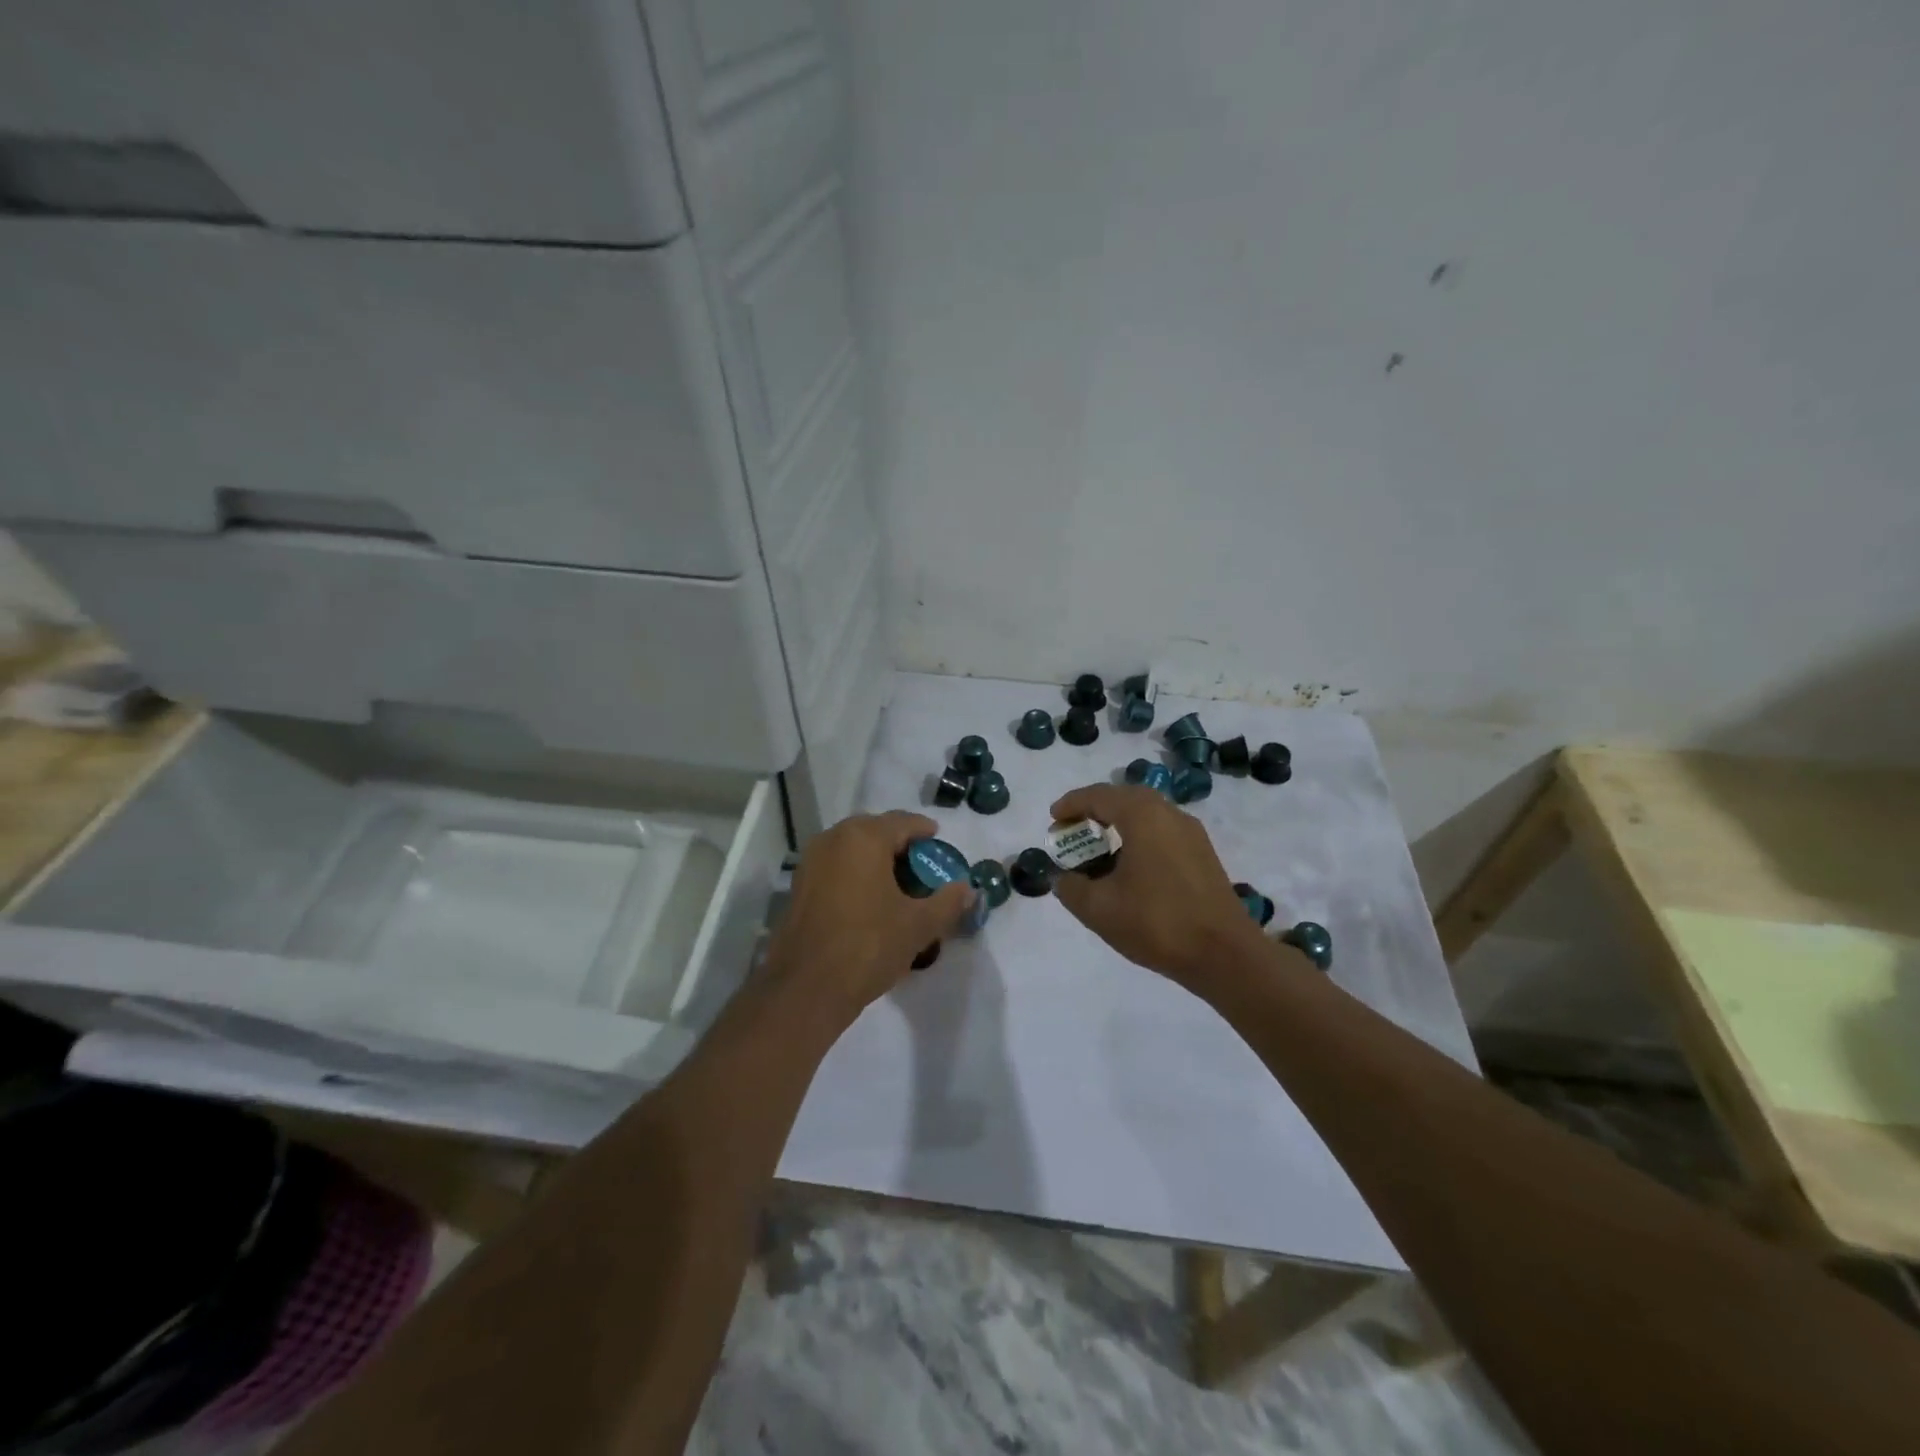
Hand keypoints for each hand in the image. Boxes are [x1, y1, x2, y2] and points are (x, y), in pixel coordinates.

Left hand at [765, 811, 974, 1025]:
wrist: (806, 988)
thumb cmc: (868, 945)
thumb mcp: (919, 925)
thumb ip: (948, 902)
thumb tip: (968, 889)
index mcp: (864, 837)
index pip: (902, 822)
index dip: (924, 831)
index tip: (939, 843)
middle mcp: (834, 839)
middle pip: (875, 831)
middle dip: (900, 845)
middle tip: (922, 866)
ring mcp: (811, 861)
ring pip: (853, 849)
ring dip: (876, 860)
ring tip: (899, 885)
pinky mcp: (799, 886)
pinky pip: (836, 867)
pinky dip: (856, 873)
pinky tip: (871, 900)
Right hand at [1047, 784, 1269, 991]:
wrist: (1225, 954)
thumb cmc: (1156, 923)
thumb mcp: (1099, 909)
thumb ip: (1070, 888)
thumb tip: (1063, 877)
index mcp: (1143, 816)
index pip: (1099, 796)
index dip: (1071, 804)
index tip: (1053, 820)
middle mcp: (1169, 814)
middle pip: (1124, 798)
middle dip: (1094, 810)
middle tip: (1072, 830)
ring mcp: (1191, 833)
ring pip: (1146, 814)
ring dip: (1118, 823)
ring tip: (1097, 847)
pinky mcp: (1202, 853)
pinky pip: (1162, 831)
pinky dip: (1138, 837)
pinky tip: (1128, 866)